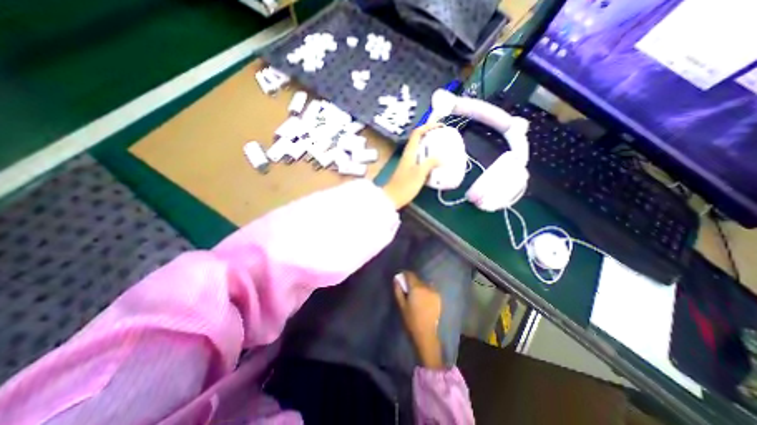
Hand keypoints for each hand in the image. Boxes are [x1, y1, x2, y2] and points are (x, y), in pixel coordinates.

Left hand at [385, 123, 444, 208]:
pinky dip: (429, 158)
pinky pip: (421, 160)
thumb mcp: (420, 173)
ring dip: (431, 147)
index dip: (428, 126)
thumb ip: (431, 163)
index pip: (417, 133)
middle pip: (419, 139)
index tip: (440, 126)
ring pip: (421, 150)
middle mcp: (408, 155)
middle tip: (444, 137)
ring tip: (443, 149)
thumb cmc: (405, 185)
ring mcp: (408, 163)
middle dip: (431, 135)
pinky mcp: (410, 171)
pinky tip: (436, 164)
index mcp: (409, 152)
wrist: (392, 198)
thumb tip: (442, 157)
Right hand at [398, 272, 444, 368]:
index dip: (404, 274)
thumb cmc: (411, 320)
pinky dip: (425, 291)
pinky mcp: (439, 297)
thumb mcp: (401, 305)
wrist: (426, 334)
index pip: (410, 274)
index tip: (401, 278)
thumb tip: (396, 279)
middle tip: (407, 289)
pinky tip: (423, 299)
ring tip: (415, 295)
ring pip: (424, 284)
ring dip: (419, 286)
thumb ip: (398, 290)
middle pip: (417, 279)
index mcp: (416, 288)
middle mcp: (426, 287)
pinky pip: (430, 289)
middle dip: (411, 281)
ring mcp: (434, 292)